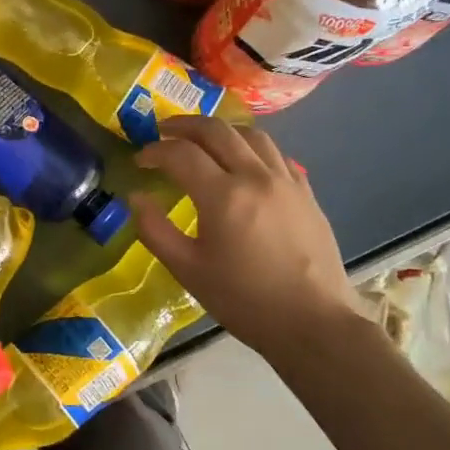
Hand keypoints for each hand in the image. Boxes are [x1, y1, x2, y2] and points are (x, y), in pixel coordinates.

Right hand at [130, 116, 360, 366]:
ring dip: (220, 131)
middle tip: (163, 132)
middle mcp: (256, 177)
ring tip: (202, 140)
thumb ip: (154, 230)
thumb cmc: (244, 300)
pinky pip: (276, 155)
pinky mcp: (306, 193)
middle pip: (217, 130)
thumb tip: (136, 199)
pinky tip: (243, 163)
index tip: (139, 161)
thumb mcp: (187, 270)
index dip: (154, 151)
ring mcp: (287, 181)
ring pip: (251, 135)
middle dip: (184, 126)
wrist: (313, 323)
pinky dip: (251, 148)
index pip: (181, 154)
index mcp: (223, 196)